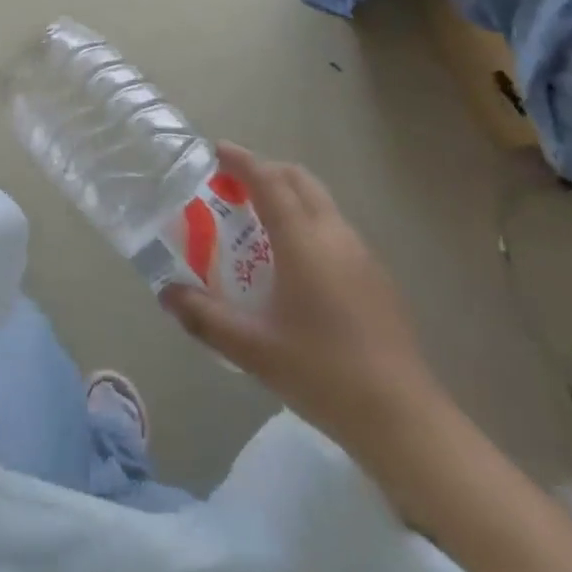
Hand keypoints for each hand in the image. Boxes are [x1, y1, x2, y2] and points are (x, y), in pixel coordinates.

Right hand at [160, 144, 438, 450]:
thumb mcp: (253, 348)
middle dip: (265, 171)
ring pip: (320, 202)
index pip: (269, 180)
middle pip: (298, 180)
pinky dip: (307, 221)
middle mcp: (334, 234)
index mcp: (303, 240)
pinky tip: (294, 264)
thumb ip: (205, 317)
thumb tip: (167, 293)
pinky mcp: (376, 277)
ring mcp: (362, 254)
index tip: (217, 150)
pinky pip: (334, 228)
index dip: (242, 160)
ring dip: (288, 196)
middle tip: (233, 186)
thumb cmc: (323, 373)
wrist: (404, 420)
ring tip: (258, 224)